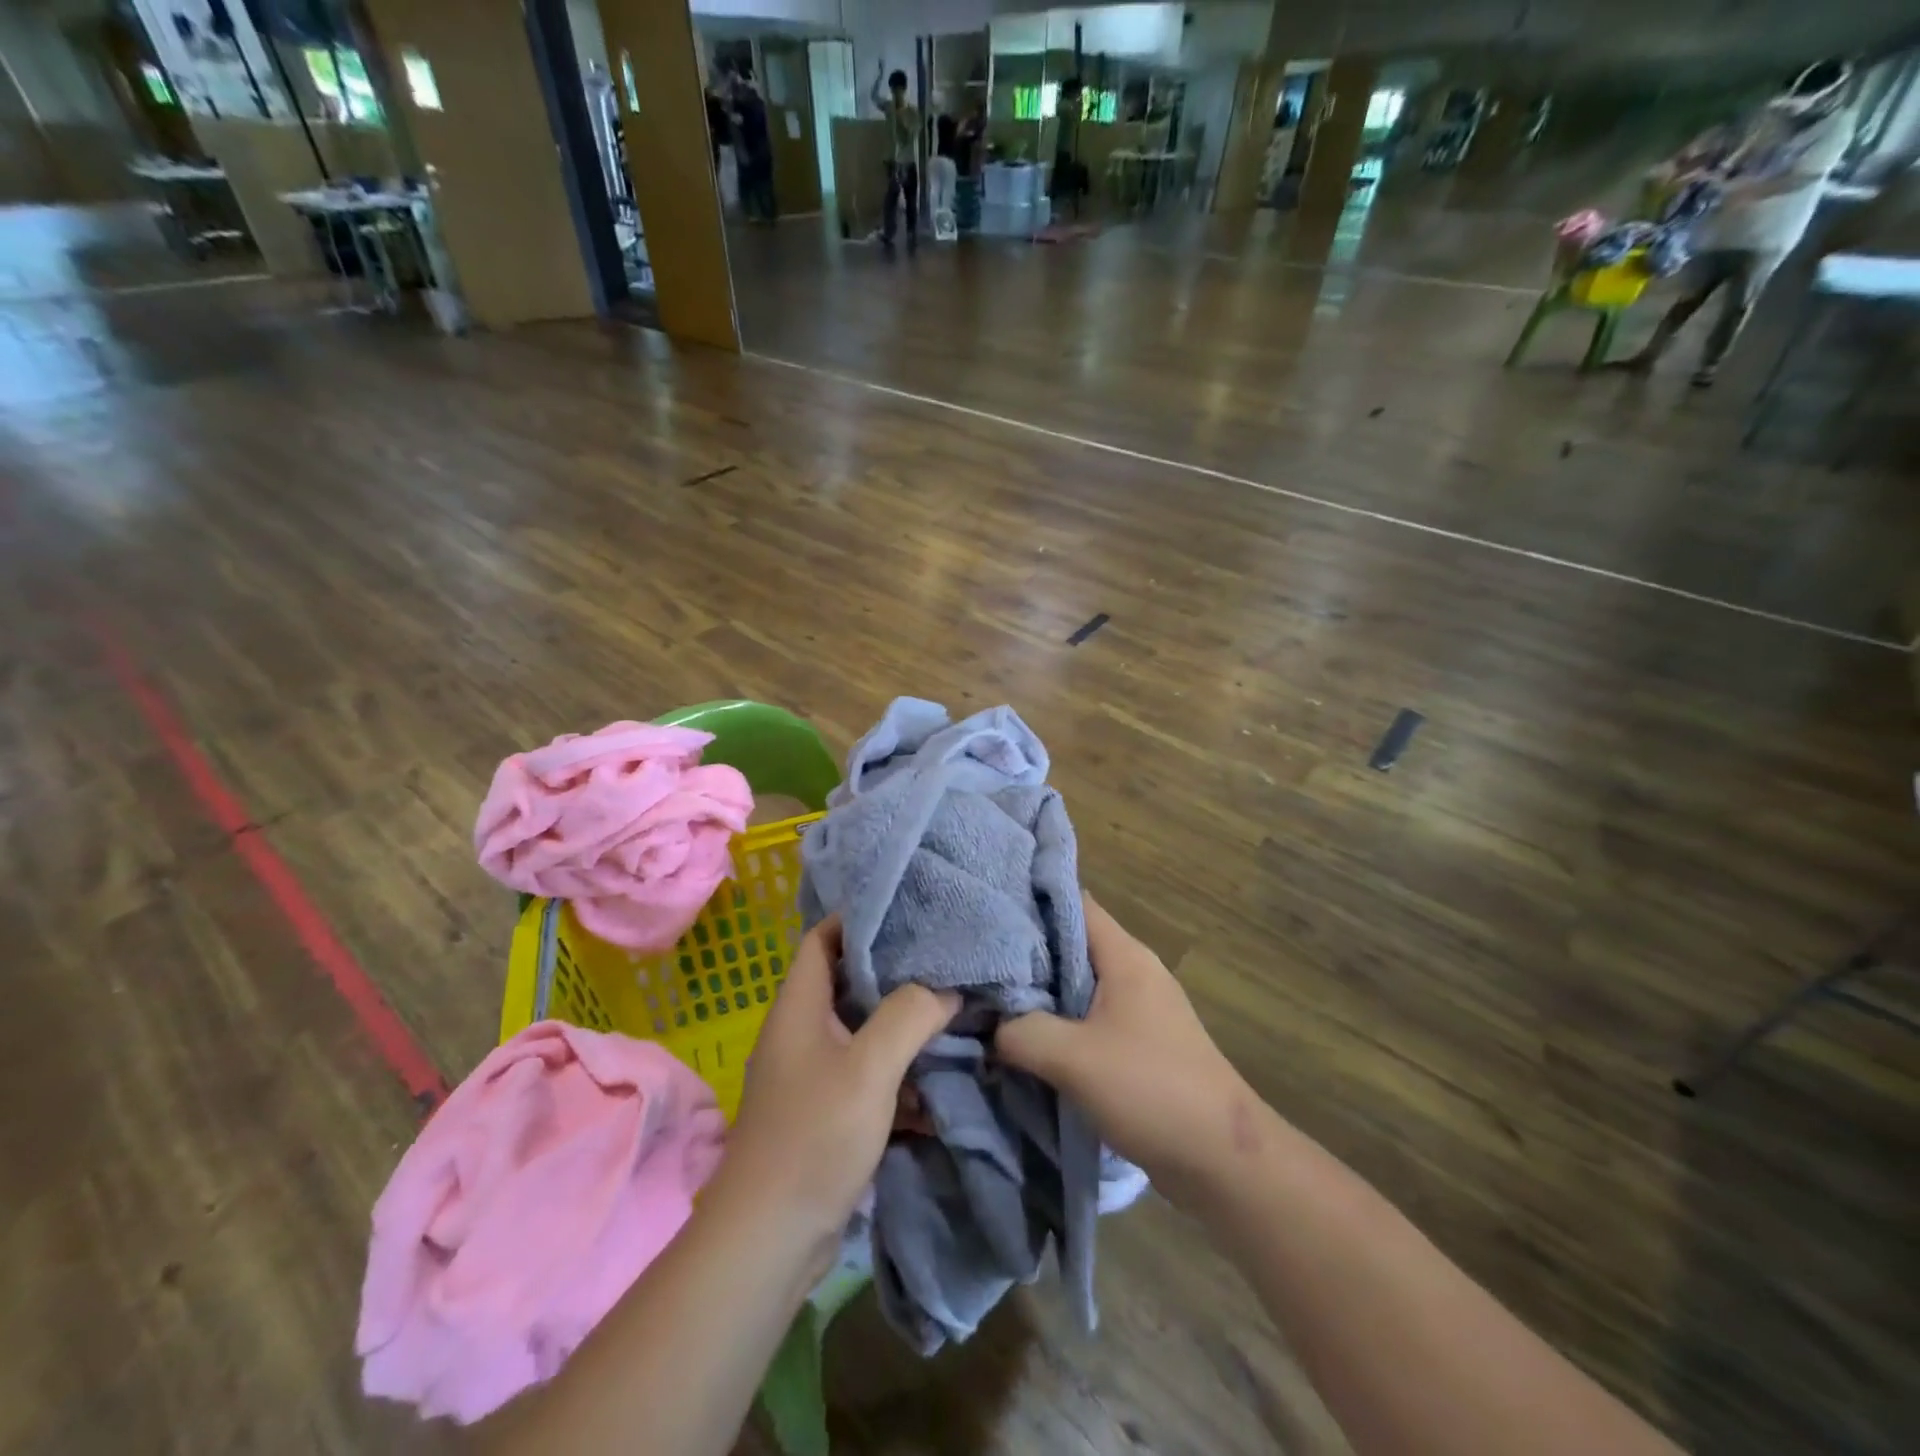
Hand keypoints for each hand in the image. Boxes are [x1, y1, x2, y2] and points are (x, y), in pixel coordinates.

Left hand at [708, 917, 956, 1271]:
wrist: (769, 1242)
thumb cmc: (813, 1137)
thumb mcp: (868, 1068)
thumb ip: (909, 1016)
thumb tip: (945, 987)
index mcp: (799, 1007)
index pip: (822, 938)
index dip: (859, 919)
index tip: (909, 910)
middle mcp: (802, 1032)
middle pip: (848, 982)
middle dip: (895, 971)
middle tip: (945, 958)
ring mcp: (813, 1074)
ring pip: (864, 1030)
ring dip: (903, 1024)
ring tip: (954, 1008)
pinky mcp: (827, 1112)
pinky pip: (869, 1074)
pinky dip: (900, 1071)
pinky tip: (940, 1075)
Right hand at [996, 896, 1249, 1191]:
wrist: (1223, 1160)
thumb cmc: (1151, 1089)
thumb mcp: (1072, 1058)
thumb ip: (1020, 1032)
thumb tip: (986, 1024)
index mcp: (1124, 956)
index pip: (1072, 903)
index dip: (1030, 900)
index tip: (985, 909)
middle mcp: (1132, 972)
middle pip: (1069, 945)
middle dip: (1024, 953)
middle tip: (975, 961)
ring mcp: (1138, 1009)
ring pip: (1076, 986)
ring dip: (1039, 995)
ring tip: (989, 999)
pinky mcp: (1138, 1045)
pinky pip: (1087, 1020)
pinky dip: (1057, 1025)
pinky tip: (1024, 1040)